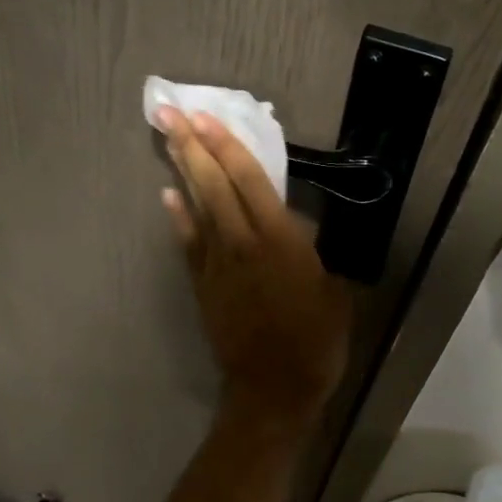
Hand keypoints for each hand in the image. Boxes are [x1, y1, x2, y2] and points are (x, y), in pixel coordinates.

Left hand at [156, 106, 350, 421]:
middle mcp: (243, 244)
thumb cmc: (315, 341)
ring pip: (197, 208)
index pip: (250, 182)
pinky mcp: (203, 286)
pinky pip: (188, 244)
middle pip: (214, 185)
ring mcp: (217, 265)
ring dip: (182, 171)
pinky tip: (168, 196)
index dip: (228, 147)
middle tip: (171, 112)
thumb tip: (302, 232)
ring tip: (168, 138)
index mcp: (280, 241)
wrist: (273, 389)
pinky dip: (178, 218)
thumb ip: (315, 255)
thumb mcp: (334, 292)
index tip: (207, 117)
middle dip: (193, 146)